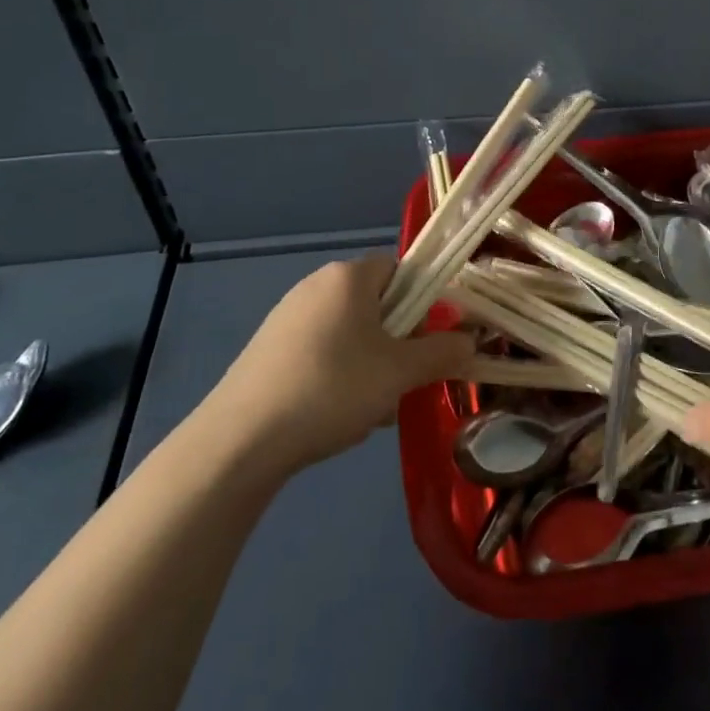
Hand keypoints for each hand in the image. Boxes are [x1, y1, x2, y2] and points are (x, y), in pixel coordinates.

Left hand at [211, 254, 472, 471]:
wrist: (240, 440)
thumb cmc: (332, 389)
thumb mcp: (400, 373)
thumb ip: (442, 353)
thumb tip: (470, 342)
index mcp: (348, 276)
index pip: (402, 270)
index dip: (425, 302)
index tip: (430, 341)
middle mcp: (316, 285)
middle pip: (377, 304)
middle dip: (398, 342)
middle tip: (405, 380)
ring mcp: (287, 317)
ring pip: (351, 333)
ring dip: (372, 364)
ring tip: (372, 408)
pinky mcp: (268, 349)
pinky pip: (321, 351)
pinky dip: (339, 375)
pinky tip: (336, 415)